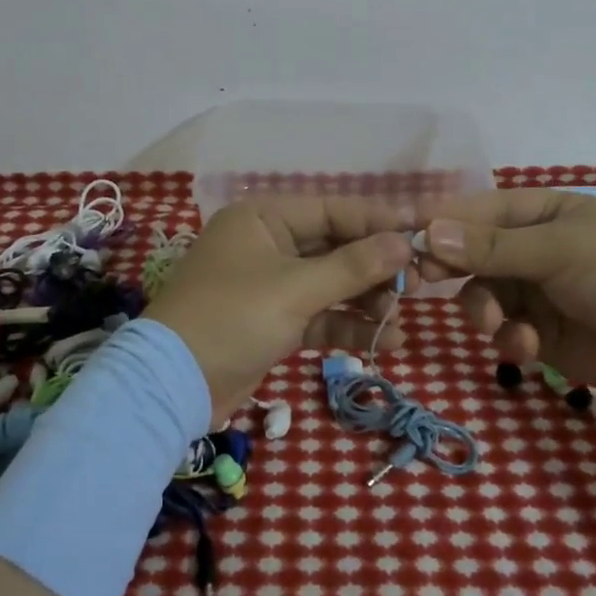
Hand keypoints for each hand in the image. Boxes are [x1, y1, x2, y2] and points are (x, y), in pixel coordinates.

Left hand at [144, 197, 414, 427]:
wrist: (173, 385)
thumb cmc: (232, 318)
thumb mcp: (295, 288)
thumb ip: (353, 266)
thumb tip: (404, 243)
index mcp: (263, 218)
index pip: (332, 210)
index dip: (377, 221)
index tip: (422, 231)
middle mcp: (266, 244)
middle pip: (334, 247)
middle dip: (374, 267)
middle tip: (417, 282)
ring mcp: (269, 285)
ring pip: (329, 284)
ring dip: (364, 301)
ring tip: (400, 316)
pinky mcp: (272, 322)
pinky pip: (318, 316)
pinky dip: (345, 326)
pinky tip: (383, 342)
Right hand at [416, 189, 595, 401]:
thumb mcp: (557, 250)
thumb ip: (490, 246)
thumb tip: (427, 231)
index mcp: (540, 213)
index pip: (475, 210)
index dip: (439, 223)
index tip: (401, 239)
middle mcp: (532, 249)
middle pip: (470, 254)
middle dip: (452, 269)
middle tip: (425, 281)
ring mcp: (536, 292)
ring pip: (481, 295)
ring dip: (481, 310)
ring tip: (495, 324)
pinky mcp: (543, 334)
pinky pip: (505, 330)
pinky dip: (509, 339)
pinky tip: (528, 347)